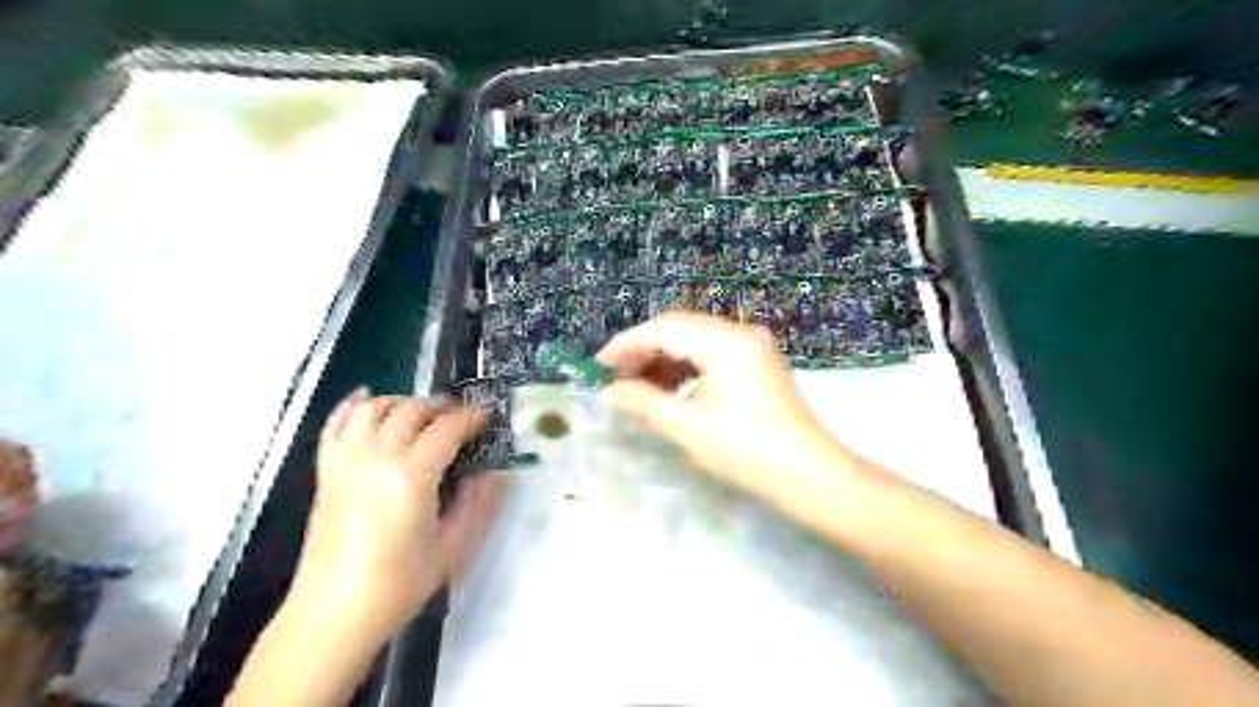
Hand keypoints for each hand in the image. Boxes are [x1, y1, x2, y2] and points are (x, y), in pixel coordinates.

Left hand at [296, 393, 500, 628]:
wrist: (333, 613)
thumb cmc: (398, 585)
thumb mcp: (452, 547)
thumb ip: (478, 503)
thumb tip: (496, 471)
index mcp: (410, 476)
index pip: (447, 429)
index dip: (471, 419)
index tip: (486, 420)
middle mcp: (376, 457)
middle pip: (412, 410)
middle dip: (441, 408)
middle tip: (460, 419)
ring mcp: (346, 462)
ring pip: (374, 408)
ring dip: (402, 402)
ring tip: (422, 415)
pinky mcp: (326, 472)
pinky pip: (335, 425)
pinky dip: (352, 406)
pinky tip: (367, 399)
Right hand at [596, 312, 856, 503]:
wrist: (808, 474)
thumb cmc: (747, 451)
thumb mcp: (689, 427)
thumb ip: (645, 403)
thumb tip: (610, 391)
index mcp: (727, 342)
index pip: (665, 328)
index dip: (627, 344)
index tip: (598, 366)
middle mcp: (741, 333)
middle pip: (679, 328)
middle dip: (643, 351)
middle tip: (613, 379)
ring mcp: (752, 345)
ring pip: (694, 340)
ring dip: (663, 360)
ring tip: (635, 388)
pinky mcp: (756, 361)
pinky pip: (710, 353)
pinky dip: (684, 368)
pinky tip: (667, 390)